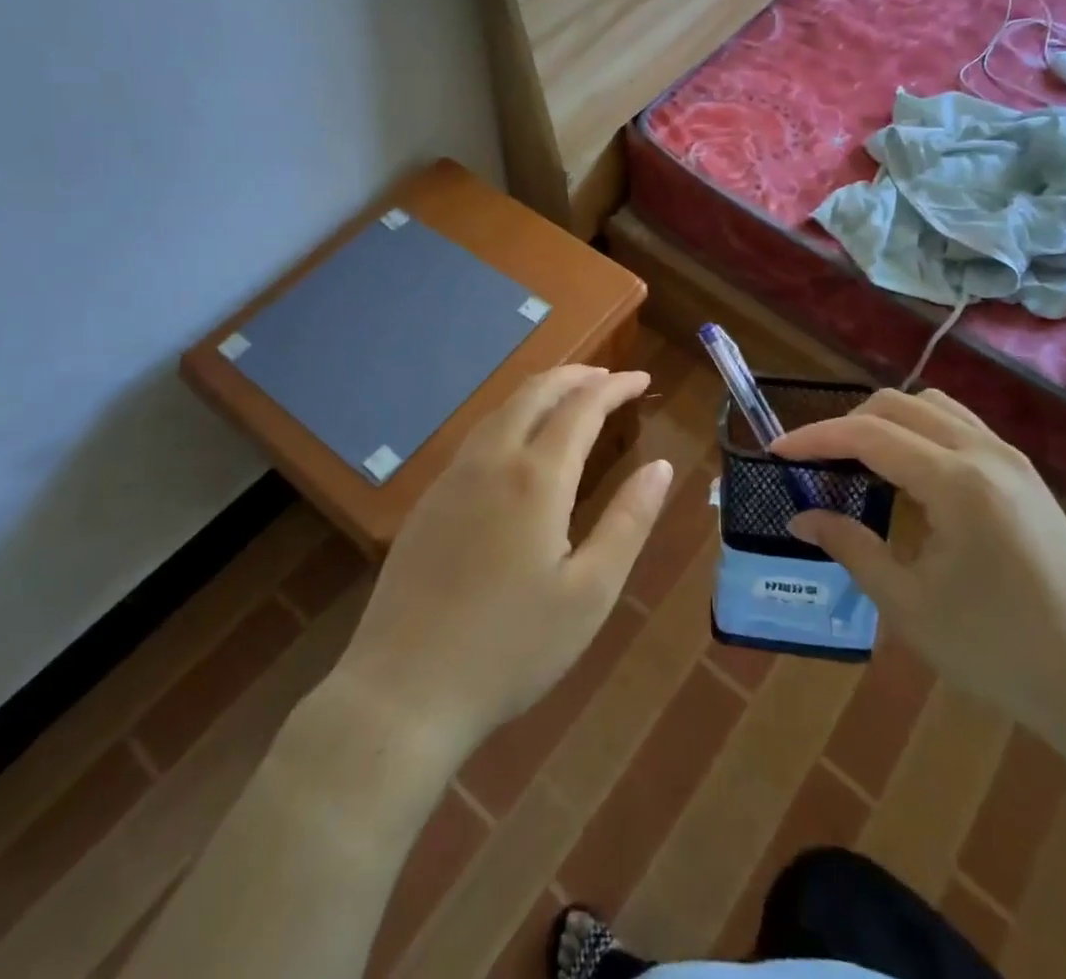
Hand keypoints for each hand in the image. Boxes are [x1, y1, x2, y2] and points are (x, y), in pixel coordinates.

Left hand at [332, 365, 671, 751]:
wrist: (404, 691)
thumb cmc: (511, 648)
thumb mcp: (590, 593)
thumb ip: (629, 522)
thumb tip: (661, 467)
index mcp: (536, 478)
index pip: (582, 407)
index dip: (615, 386)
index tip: (641, 378)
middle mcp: (491, 462)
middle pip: (535, 393)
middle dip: (575, 376)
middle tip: (607, 378)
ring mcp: (452, 479)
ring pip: (500, 410)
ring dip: (540, 393)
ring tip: (569, 399)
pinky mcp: (428, 502)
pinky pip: (477, 438)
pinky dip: (510, 419)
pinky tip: (518, 445)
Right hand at [773, 388, 1065, 737]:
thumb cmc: (999, 651)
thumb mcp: (909, 605)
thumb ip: (851, 547)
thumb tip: (801, 517)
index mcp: (957, 482)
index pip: (869, 435)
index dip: (816, 437)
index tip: (777, 450)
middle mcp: (986, 452)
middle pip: (898, 405)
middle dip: (847, 423)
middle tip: (815, 462)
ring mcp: (1012, 459)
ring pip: (932, 407)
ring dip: (885, 421)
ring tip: (858, 461)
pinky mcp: (1025, 475)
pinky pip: (959, 426)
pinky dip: (919, 432)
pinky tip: (908, 474)